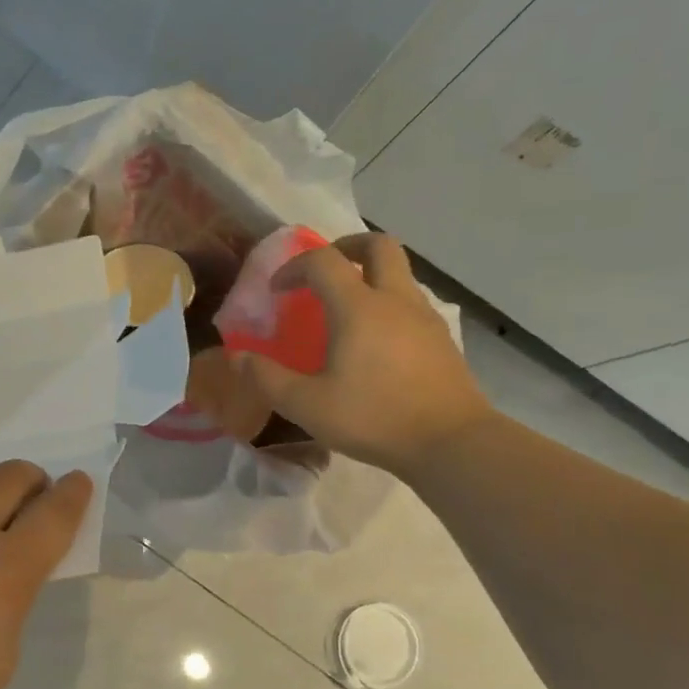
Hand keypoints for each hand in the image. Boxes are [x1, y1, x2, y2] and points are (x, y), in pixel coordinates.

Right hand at [231, 233, 492, 477]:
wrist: (451, 443)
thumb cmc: (374, 418)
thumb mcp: (307, 405)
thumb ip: (267, 379)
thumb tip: (237, 358)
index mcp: (359, 307)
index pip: (323, 261)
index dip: (294, 267)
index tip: (277, 291)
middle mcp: (395, 300)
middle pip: (377, 245)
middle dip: (345, 247)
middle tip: (323, 270)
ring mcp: (424, 317)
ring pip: (399, 273)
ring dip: (369, 275)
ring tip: (345, 309)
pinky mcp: (441, 340)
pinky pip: (411, 302)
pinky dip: (387, 304)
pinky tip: (374, 342)